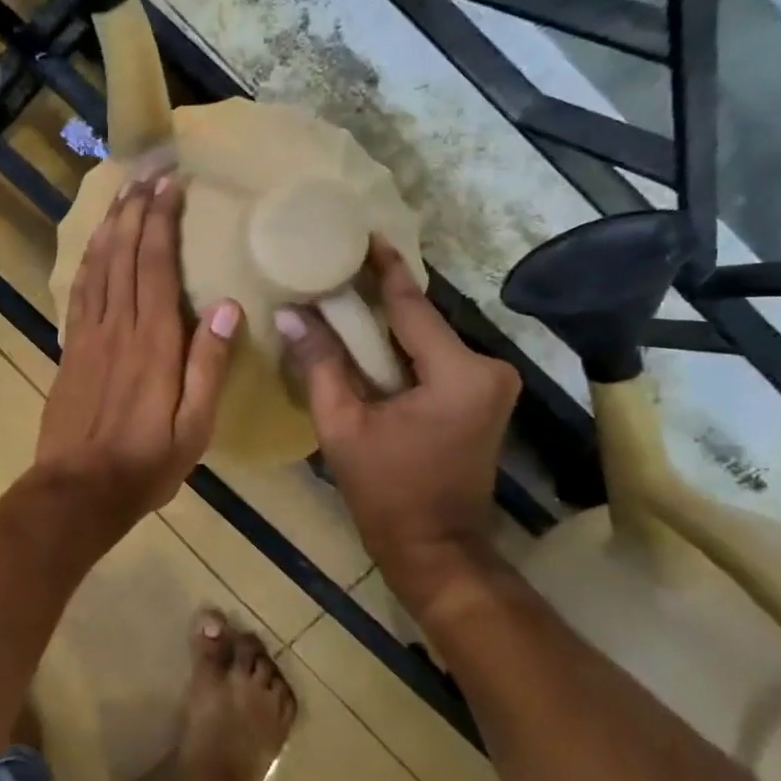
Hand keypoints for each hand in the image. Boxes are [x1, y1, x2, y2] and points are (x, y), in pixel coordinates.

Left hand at [35, 175, 240, 529]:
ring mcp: (87, 336)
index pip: (157, 266)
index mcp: (154, 343)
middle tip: (147, 172)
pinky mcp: (69, 349)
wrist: (77, 490)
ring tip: (121, 194)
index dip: (163, 222)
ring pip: (98, 267)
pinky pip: (79, 293)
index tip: (170, 186)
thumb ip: (209, 365)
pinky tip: (94, 246)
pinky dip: (88, 261)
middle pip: (126, 255)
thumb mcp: (193, 427)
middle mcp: (118, 328)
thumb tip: (228, 306)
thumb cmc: (144, 464)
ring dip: (110, 227)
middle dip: (136, 210)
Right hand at [276, 239, 518, 618]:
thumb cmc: (386, 491)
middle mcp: (486, 368)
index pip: (412, 305)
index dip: (384, 268)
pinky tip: (366, 341)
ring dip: (387, 326)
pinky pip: (434, 360)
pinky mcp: (482, 398)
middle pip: (420, 321)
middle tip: (336, 269)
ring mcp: (490, 384)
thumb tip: (290, 313)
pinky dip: (400, 351)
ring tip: (341, 300)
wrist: (435, 548)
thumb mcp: (342, 425)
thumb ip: (320, 364)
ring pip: (426, 340)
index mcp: (458, 372)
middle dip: (379, 297)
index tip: (364, 233)